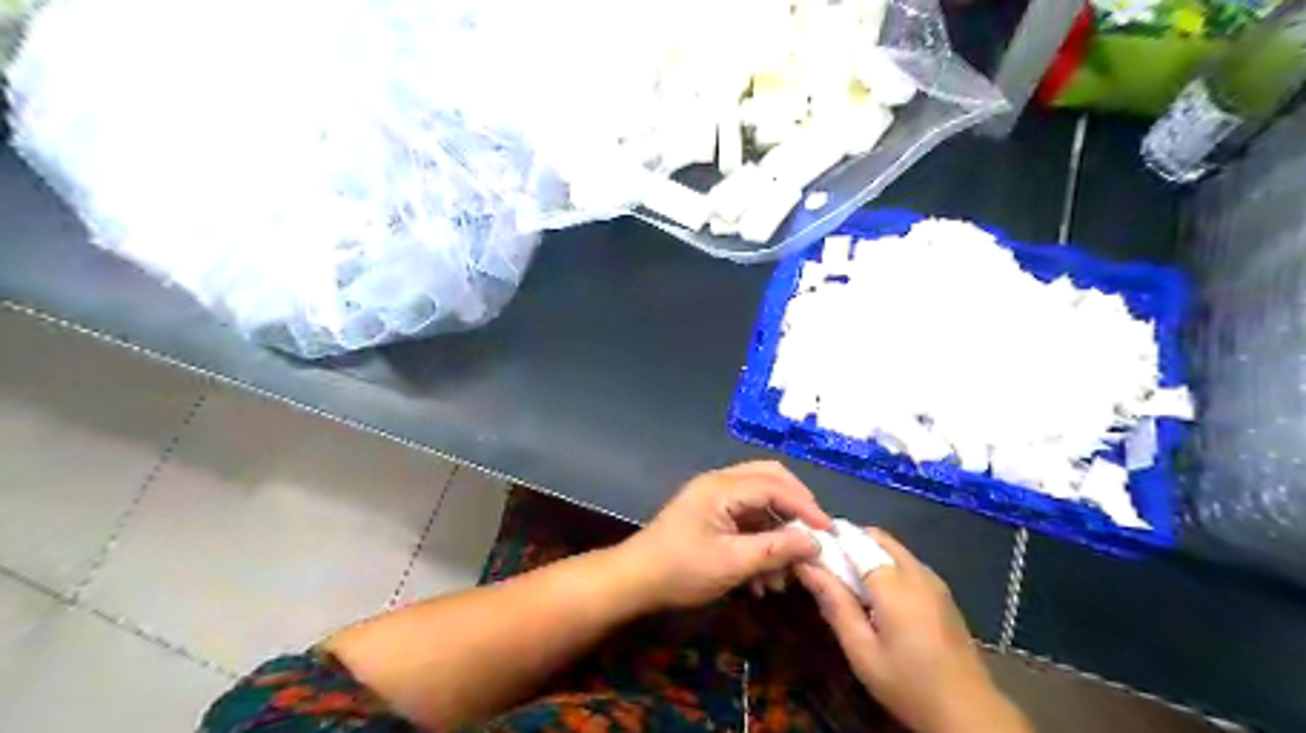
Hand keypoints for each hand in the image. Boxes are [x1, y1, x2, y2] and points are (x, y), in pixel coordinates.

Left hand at [619, 462, 823, 608]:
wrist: (635, 580)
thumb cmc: (681, 570)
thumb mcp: (732, 564)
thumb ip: (775, 550)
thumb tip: (814, 542)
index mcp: (722, 487)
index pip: (775, 485)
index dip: (805, 507)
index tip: (828, 532)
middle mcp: (720, 482)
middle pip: (770, 480)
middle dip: (795, 507)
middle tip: (813, 535)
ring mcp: (714, 496)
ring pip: (760, 501)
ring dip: (777, 531)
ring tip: (785, 574)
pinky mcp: (711, 513)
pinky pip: (746, 517)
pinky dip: (761, 540)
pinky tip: (763, 578)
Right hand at [795, 528, 1030, 732]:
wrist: (969, 712)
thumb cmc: (908, 684)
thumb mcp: (861, 650)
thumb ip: (834, 603)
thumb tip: (807, 565)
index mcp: (893, 583)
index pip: (854, 541)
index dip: (828, 539)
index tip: (806, 548)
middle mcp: (916, 571)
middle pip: (877, 537)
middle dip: (848, 541)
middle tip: (825, 564)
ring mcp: (934, 580)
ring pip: (893, 548)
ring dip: (867, 552)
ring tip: (847, 580)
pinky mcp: (942, 592)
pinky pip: (907, 562)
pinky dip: (886, 564)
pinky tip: (876, 594)